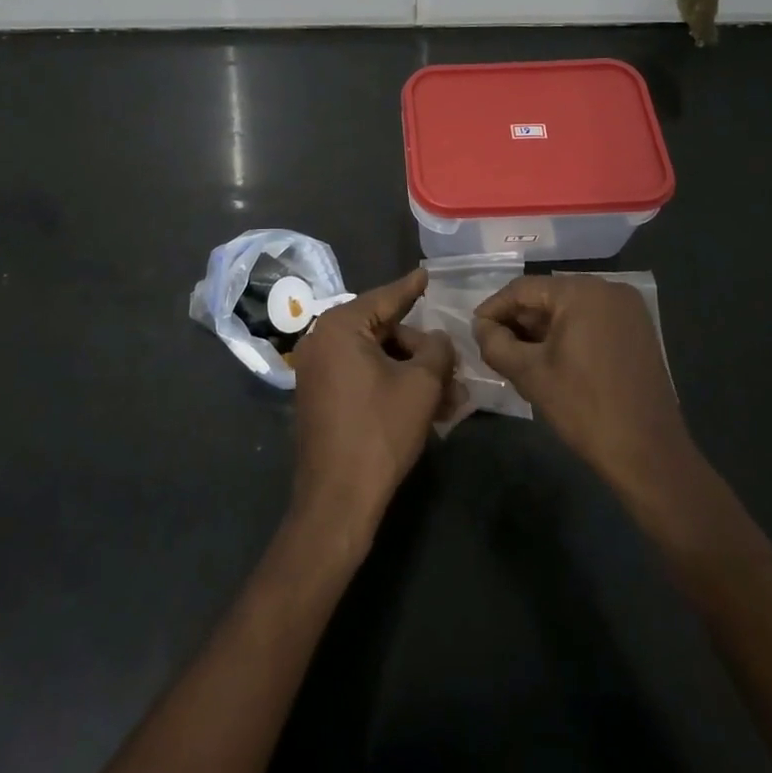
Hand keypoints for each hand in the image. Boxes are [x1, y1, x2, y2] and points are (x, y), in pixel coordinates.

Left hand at [287, 268, 454, 549]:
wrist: (337, 499)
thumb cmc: (379, 431)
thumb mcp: (420, 385)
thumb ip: (436, 350)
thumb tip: (439, 339)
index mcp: (339, 327)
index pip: (385, 299)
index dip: (411, 288)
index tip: (426, 273)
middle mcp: (322, 341)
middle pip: (383, 331)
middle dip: (422, 350)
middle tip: (453, 367)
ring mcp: (318, 372)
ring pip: (376, 359)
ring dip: (413, 374)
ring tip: (450, 397)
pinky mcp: (321, 399)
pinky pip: (363, 379)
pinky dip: (392, 386)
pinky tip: (426, 408)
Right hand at [473, 275, 702, 522]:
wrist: (648, 453)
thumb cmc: (583, 408)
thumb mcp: (528, 374)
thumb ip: (495, 343)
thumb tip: (482, 327)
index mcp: (582, 292)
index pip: (523, 289)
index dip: (493, 309)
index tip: (474, 331)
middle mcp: (608, 289)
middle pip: (547, 296)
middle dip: (518, 321)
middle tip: (494, 347)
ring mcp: (628, 309)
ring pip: (569, 310)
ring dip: (541, 329)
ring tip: (517, 356)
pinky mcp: (638, 331)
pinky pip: (591, 321)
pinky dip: (567, 335)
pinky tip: (550, 359)